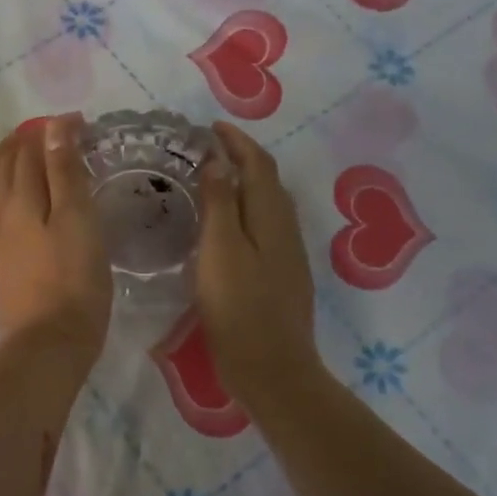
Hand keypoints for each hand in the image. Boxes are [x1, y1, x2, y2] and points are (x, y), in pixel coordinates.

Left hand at [0, 115, 111, 362]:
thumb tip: (53, 125)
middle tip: (58, 132)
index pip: (33, 148)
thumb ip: (64, 171)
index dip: (54, 130)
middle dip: (30, 140)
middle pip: (9, 161)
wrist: (49, 339)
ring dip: (5, 157)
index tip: (81, 123)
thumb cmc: (75, 279)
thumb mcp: (79, 219)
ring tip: (22, 148)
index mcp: (22, 194)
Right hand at [196, 122, 320, 403]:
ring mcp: (287, 254)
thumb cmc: (239, 309)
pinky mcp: (282, 275)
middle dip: (243, 157)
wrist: (272, 368)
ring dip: (245, 183)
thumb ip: (219, 204)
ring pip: (268, 205)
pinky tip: (228, 224)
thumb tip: (219, 161)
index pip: (258, 165)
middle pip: (267, 181)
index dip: (237, 142)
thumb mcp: (220, 251)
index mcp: (271, 217)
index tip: (211, 126)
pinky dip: (246, 210)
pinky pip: (265, 226)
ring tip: (214, 178)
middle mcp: (285, 229)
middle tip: (209, 149)